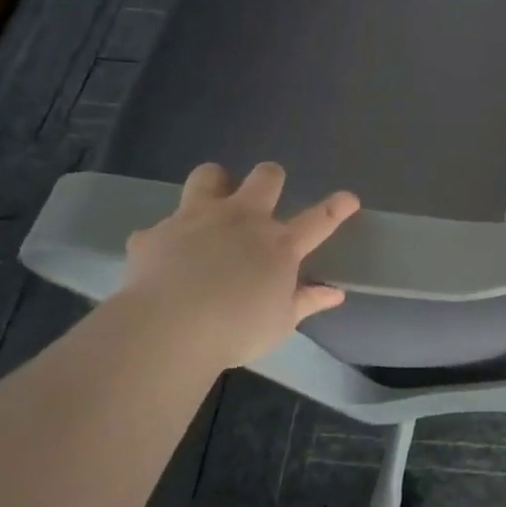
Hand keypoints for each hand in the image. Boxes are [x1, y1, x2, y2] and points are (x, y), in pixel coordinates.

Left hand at [119, 162, 359, 369]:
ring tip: (211, 203)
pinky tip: (162, 259)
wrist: (167, 329)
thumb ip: (306, 302)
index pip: (319, 219)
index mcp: (279, 245)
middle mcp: (242, 220)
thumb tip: (335, 294)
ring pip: (208, 176)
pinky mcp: (156, 233)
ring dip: (214, 185)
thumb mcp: (280, 323)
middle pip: (265, 178)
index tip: (349, 198)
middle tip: (265, 195)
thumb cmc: (236, 330)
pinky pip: (159, 229)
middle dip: (270, 178)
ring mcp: (197, 219)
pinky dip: (164, 241)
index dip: (337, 207)